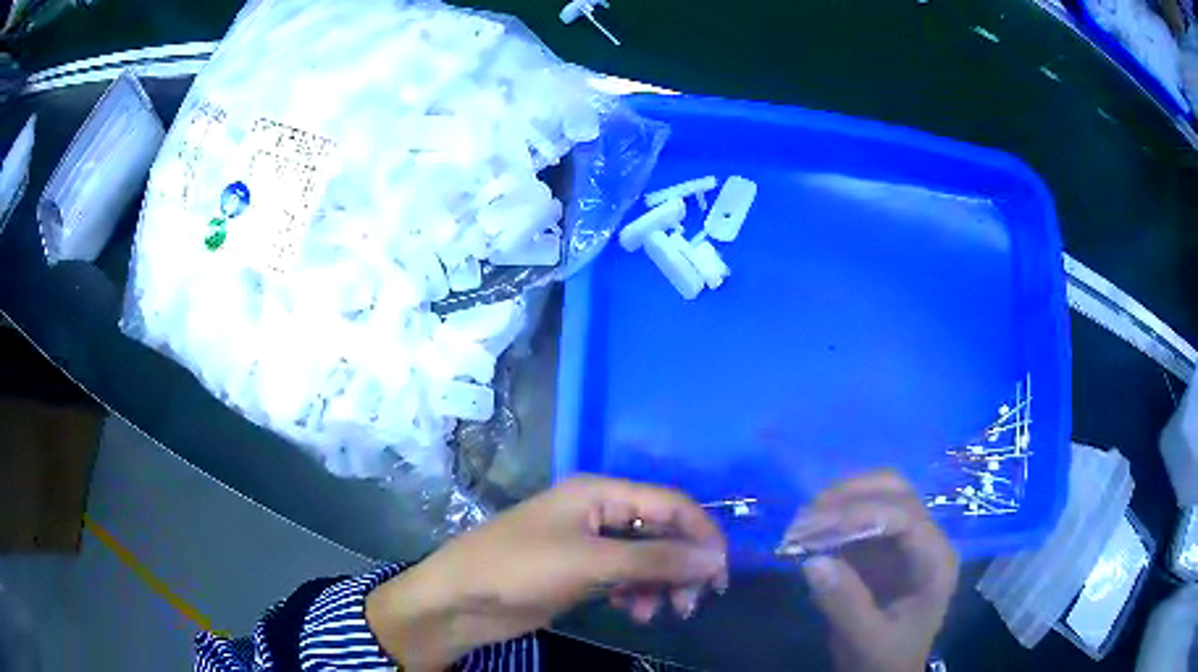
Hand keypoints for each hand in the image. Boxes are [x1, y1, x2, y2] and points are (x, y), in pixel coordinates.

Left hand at [366, 476, 727, 670]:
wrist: (460, 601)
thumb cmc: (519, 569)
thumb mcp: (590, 562)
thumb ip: (655, 560)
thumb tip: (715, 558)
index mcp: (600, 493)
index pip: (671, 503)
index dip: (702, 534)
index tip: (722, 572)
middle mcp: (600, 513)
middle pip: (662, 532)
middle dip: (683, 565)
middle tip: (693, 602)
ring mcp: (591, 545)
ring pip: (648, 559)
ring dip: (663, 584)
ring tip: (660, 613)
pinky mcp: (583, 573)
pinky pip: (628, 578)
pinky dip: (640, 594)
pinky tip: (636, 612)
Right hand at [785, 471, 958, 671]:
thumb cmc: (885, 660)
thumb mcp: (867, 640)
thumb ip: (845, 604)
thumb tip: (812, 561)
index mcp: (935, 561)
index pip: (907, 516)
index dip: (864, 514)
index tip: (818, 529)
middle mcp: (926, 540)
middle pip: (896, 492)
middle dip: (850, 496)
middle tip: (806, 516)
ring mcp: (905, 541)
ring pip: (878, 496)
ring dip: (839, 502)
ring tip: (801, 523)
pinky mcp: (883, 548)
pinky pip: (860, 518)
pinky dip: (833, 519)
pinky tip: (808, 533)